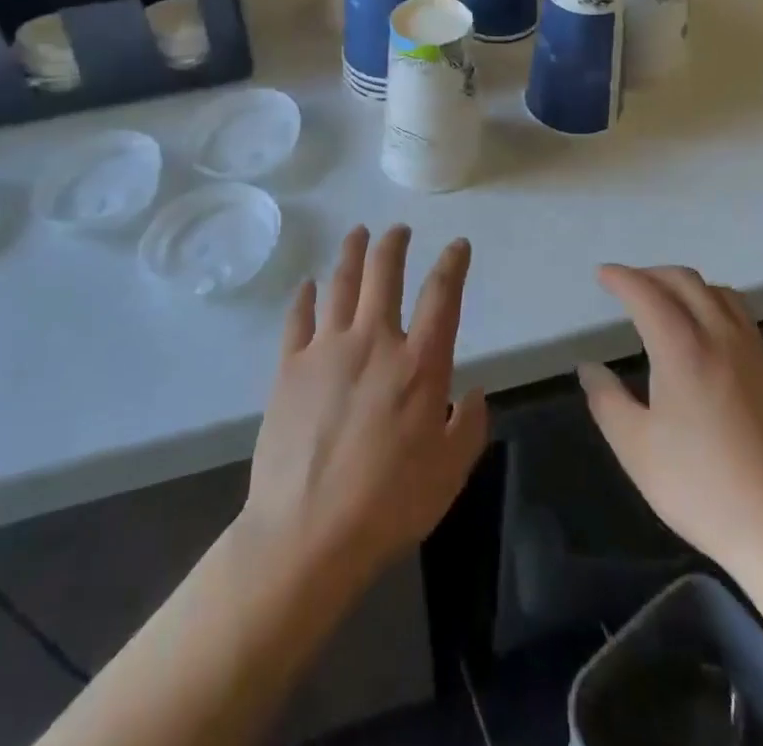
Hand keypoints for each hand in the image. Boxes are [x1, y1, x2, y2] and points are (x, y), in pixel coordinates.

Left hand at [242, 225, 488, 585]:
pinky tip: (309, 285)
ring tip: (358, 233)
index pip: (441, 296)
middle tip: (398, 230)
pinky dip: (305, 296)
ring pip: (341, 284)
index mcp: (418, 364)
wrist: (307, 533)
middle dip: (394, 244)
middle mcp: (374, 341)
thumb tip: (473, 392)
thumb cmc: (388, 504)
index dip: (452, 264)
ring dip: (352, 253)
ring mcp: (326, 349)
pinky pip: (298, 318)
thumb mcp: (449, 473)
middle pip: (384, 274)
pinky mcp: (289, 366)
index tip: (458, 244)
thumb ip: (469, 426)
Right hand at [579, 264, 762, 578]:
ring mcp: (758, 355)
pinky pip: (745, 324)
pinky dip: (717, 312)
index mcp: (683, 349)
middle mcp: (722, 338)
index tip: (603, 274)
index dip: (621, 278)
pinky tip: (710, 344)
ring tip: (670, 303)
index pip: (647, 294)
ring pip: (722, 295)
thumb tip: (590, 369)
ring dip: (689, 287)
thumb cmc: (701, 489)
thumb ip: (606, 400)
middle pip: (687, 282)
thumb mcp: (636, 449)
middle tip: (631, 285)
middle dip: (653, 274)